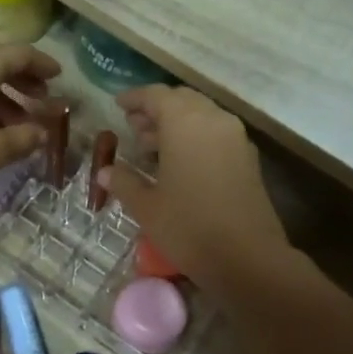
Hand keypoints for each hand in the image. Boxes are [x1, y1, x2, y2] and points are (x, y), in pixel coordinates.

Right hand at [99, 86, 291, 289]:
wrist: (247, 257)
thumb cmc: (188, 227)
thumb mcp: (147, 207)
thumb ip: (124, 182)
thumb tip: (105, 172)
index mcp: (185, 123)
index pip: (156, 95)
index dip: (134, 98)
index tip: (118, 105)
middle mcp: (213, 120)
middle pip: (182, 100)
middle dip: (156, 109)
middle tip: (133, 126)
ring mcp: (235, 138)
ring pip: (201, 116)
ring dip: (176, 123)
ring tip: (150, 146)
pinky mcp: (247, 158)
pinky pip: (215, 133)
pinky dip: (194, 137)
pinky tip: (178, 162)